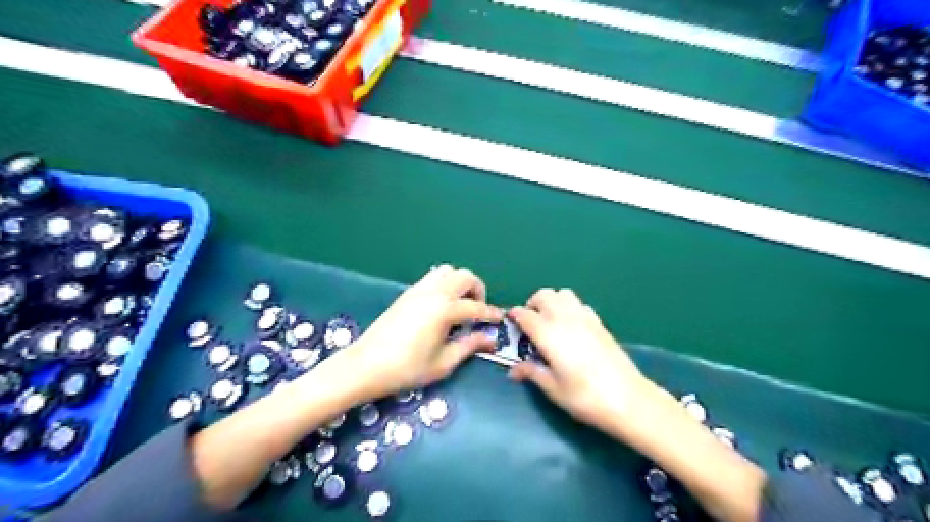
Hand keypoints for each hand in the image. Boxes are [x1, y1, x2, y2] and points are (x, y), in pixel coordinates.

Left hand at [341, 262, 501, 400]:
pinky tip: (441, 307)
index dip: (491, 314)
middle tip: (478, 311)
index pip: (477, 307)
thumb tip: (490, 340)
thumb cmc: (407, 369)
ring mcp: (418, 289)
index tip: (500, 320)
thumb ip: (469, 346)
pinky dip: (444, 284)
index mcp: (445, 309)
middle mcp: (434, 292)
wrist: (366, 365)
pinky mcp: (407, 293)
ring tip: (460, 305)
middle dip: (478, 290)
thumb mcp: (443, 363)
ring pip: (447, 271)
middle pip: (465, 276)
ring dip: (460, 283)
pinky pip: (432, 278)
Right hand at [508, 288, 651, 430]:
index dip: (514, 316)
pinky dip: (569, 308)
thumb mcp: (553, 389)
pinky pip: (579, 304)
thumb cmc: (585, 397)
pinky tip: (571, 327)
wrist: (629, 399)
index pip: (525, 314)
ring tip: (549, 322)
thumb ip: (532, 373)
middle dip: (532, 304)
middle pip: (544, 295)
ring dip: (552, 302)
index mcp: (548, 333)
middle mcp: (565, 318)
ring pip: (563, 294)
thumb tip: (513, 371)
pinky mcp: (599, 322)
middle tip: (530, 324)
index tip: (511, 324)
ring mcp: (585, 317)